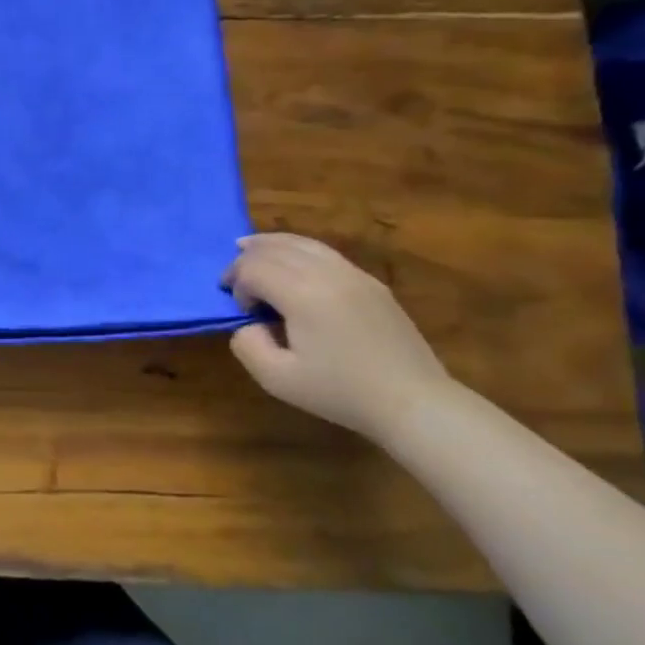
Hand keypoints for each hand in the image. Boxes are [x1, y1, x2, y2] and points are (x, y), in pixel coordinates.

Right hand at [221, 233, 453, 441]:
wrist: (413, 402)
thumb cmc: (340, 392)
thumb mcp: (276, 379)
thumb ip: (247, 344)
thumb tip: (248, 323)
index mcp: (303, 294)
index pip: (253, 269)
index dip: (236, 284)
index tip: (240, 310)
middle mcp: (328, 274)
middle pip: (275, 248)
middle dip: (246, 260)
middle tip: (231, 280)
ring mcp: (355, 275)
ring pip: (302, 243)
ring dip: (270, 245)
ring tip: (248, 248)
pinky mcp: (372, 283)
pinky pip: (325, 253)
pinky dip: (298, 249)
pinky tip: (290, 261)